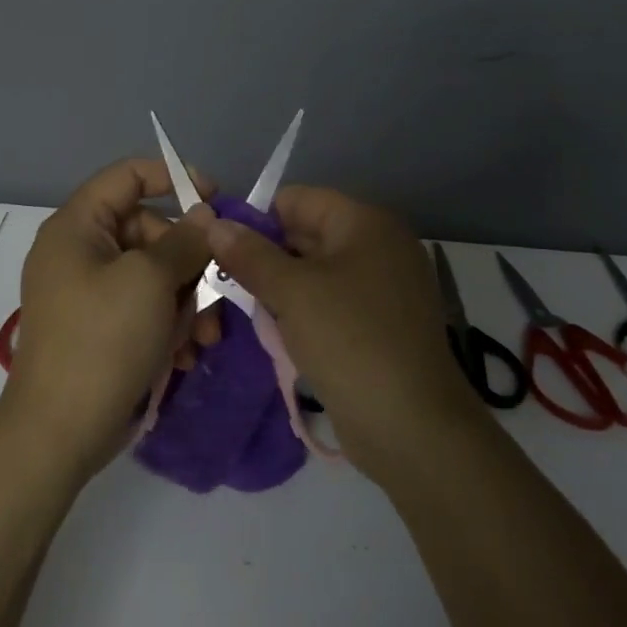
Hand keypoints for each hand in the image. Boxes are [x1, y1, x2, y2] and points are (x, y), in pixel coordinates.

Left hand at [0, 159, 220, 482]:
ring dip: (186, 301)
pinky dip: (169, 325)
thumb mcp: (150, 281)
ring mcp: (90, 293)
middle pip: (149, 230)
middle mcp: (80, 252)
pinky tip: (185, 355)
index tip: (217, 200)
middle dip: (189, 262)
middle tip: (217, 290)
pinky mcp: (102, 328)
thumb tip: (207, 216)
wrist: (60, 433)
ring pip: (155, 274)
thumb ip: (184, 240)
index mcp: (77, 227)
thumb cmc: (103, 341)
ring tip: (203, 337)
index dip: (173, 177)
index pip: (127, 176)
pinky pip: (145, 308)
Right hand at [203, 186, 483, 478]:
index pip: (297, 200)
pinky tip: (277, 332)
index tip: (219, 249)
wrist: (412, 426)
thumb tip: (215, 224)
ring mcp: (384, 287)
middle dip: (264, 256)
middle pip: (307, 234)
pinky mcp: (381, 324)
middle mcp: (379, 246)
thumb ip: (250, 255)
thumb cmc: (349, 341)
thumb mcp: (292, 292)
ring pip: (316, 272)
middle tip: (222, 281)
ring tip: (243, 309)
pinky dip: (303, 311)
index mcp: (366, 223)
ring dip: (280, 287)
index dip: (255, 219)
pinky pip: (332, 302)